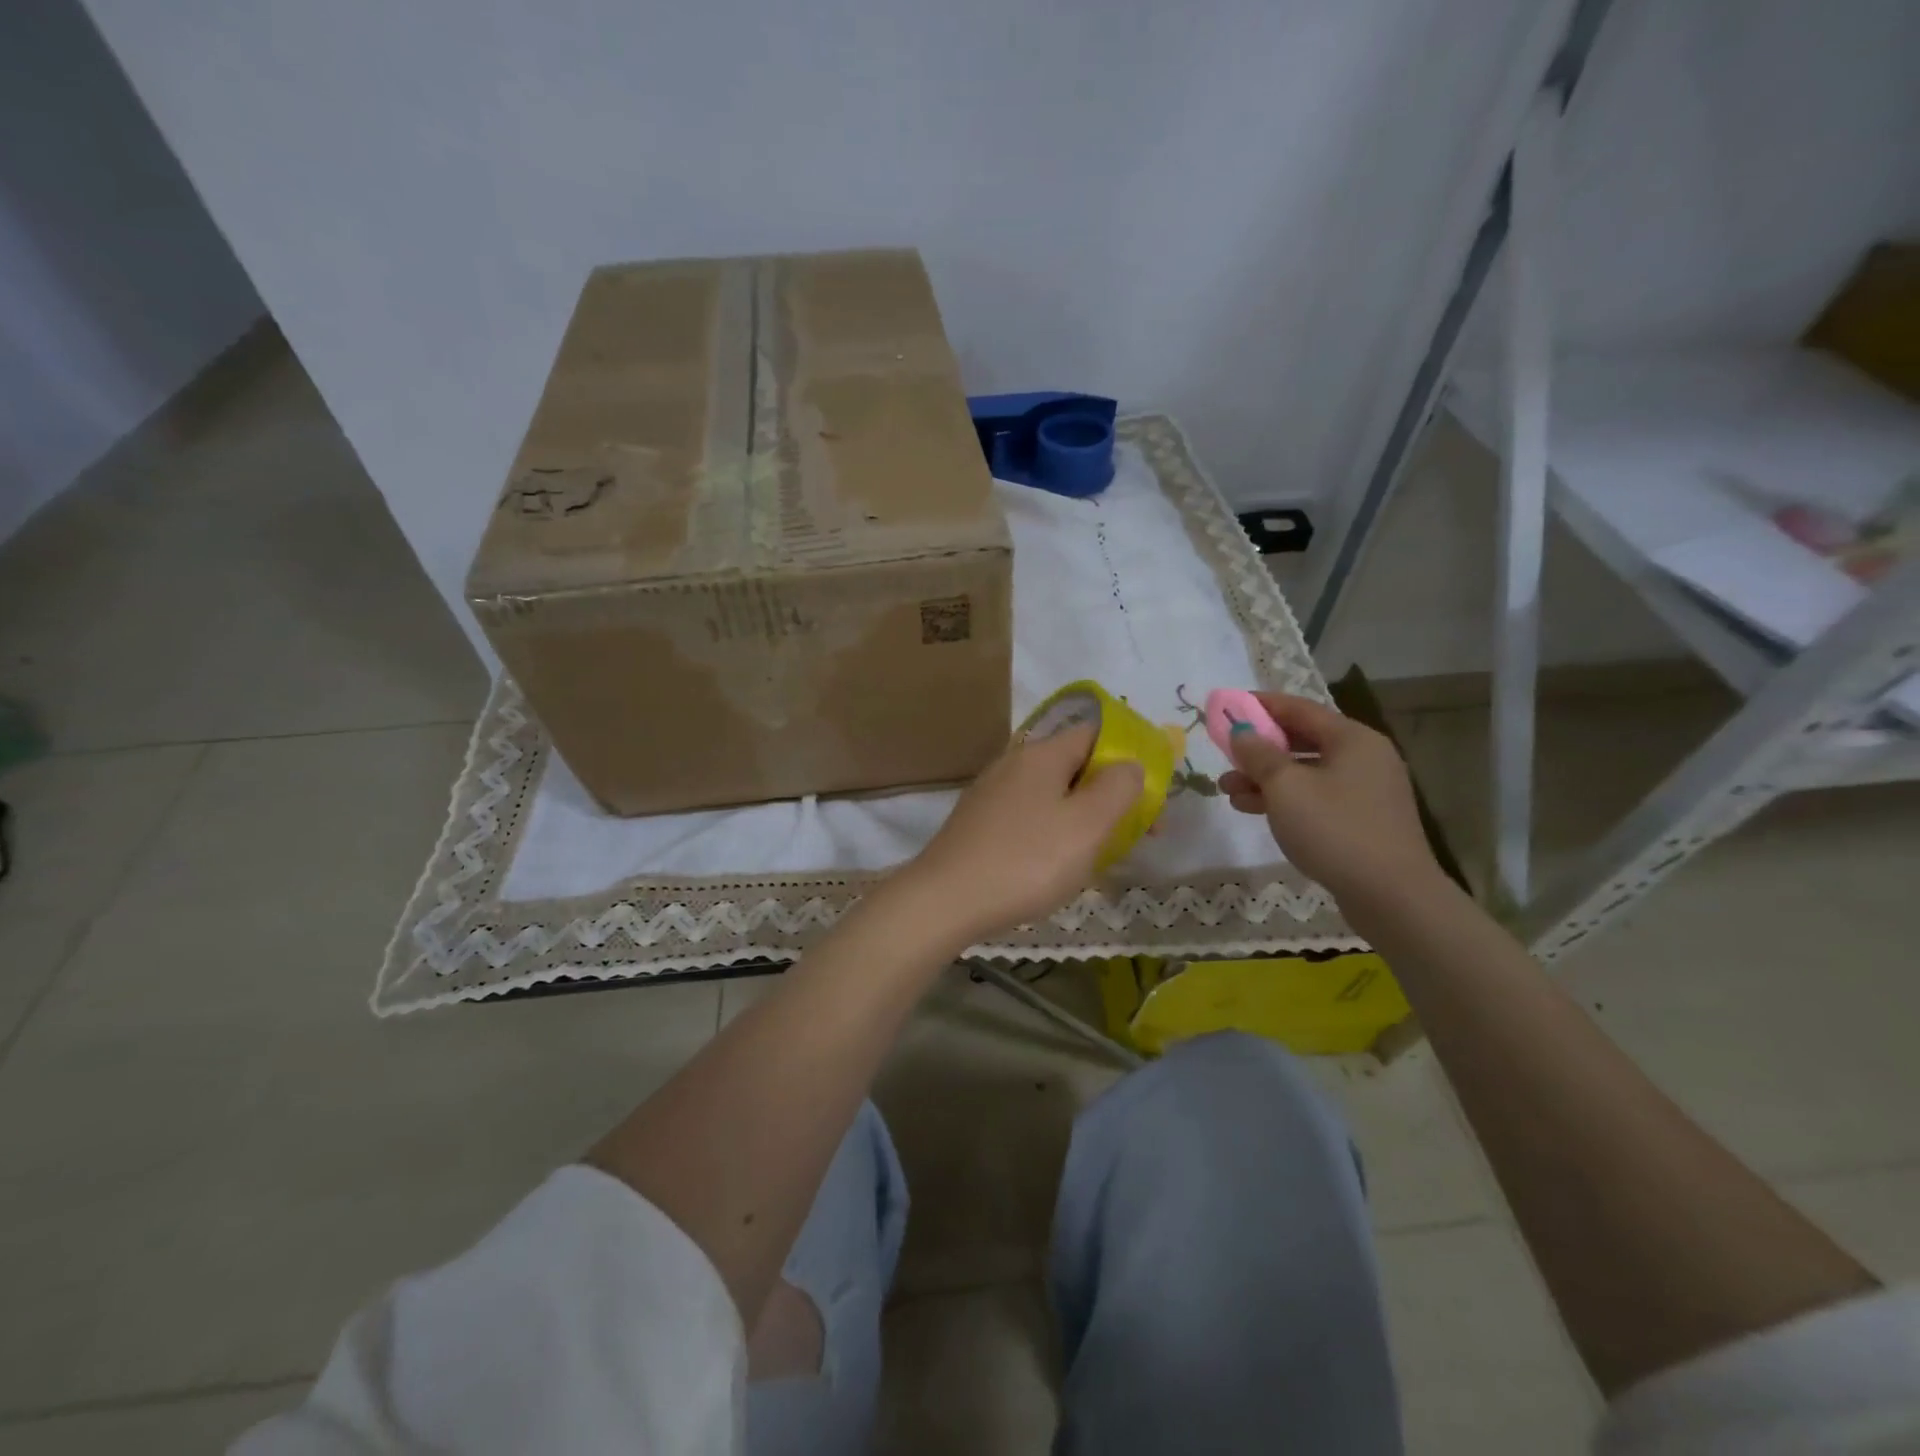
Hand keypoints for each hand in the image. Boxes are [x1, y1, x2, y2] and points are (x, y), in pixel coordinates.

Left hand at [892, 723, 1142, 948]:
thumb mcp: (1087, 825)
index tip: (1150, 798)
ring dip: (1082, 818)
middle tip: (1134, 835)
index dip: (1129, 759)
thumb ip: (1118, 788)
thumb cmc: (1027, 861)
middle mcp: (1013, 763)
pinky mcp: (977, 823)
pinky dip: (1052, 834)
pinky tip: (1055, 866)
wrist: (946, 900)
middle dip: (1109, 796)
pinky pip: (1029, 818)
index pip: (1095, 734)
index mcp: (1041, 754)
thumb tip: (1130, 764)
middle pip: (1074, 767)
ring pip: (1052, 796)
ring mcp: (991, 794)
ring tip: (1099, 857)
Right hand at [1217, 692, 1441, 903]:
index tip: (1226, 705)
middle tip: (1224, 754)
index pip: (1298, 708)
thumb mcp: (1285, 786)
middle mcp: (1364, 757)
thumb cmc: (1334, 829)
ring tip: (1227, 790)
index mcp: (1352, 738)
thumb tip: (1240, 732)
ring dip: (1265, 778)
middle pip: (1302, 740)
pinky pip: (1316, 797)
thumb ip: (1258, 754)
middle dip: (1258, 748)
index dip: (1260, 705)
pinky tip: (1254, 809)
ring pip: (1306, 772)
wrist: (1391, 895)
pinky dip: (1285, 798)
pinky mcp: (1362, 820)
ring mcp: (1366, 790)